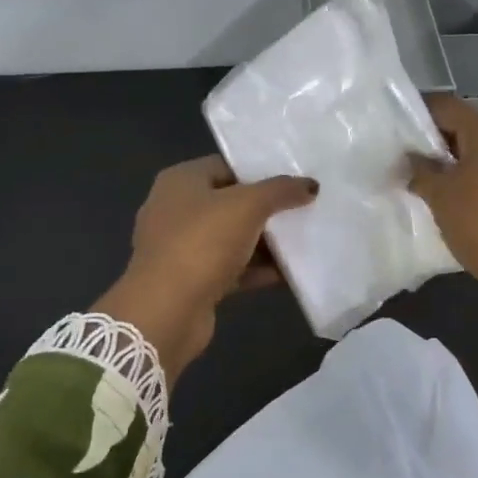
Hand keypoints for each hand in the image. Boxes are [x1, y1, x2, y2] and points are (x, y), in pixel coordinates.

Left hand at [97, 157, 316, 382]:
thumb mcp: (248, 206)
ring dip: (264, 242)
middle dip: (266, 208)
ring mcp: (180, 248)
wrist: (166, 311)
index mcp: (181, 181)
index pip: (226, 166)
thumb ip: (280, 191)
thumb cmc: (202, 243)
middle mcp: (175, 210)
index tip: (294, 180)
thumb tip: (310, 185)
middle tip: (304, 208)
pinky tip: (289, 273)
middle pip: (230, 203)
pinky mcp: (190, 281)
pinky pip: (230, 268)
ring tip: (304, 240)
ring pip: (231, 238)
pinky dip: (256, 270)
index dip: (260, 171)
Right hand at [409, 94, 477, 311]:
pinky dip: (471, 185)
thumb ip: (421, 171)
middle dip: (432, 145)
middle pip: (463, 129)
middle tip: (402, 165)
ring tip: (423, 188)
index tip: (392, 134)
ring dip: (451, 168)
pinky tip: (453, 208)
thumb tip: (412, 159)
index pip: (444, 105)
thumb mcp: (441, 197)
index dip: (417, 114)